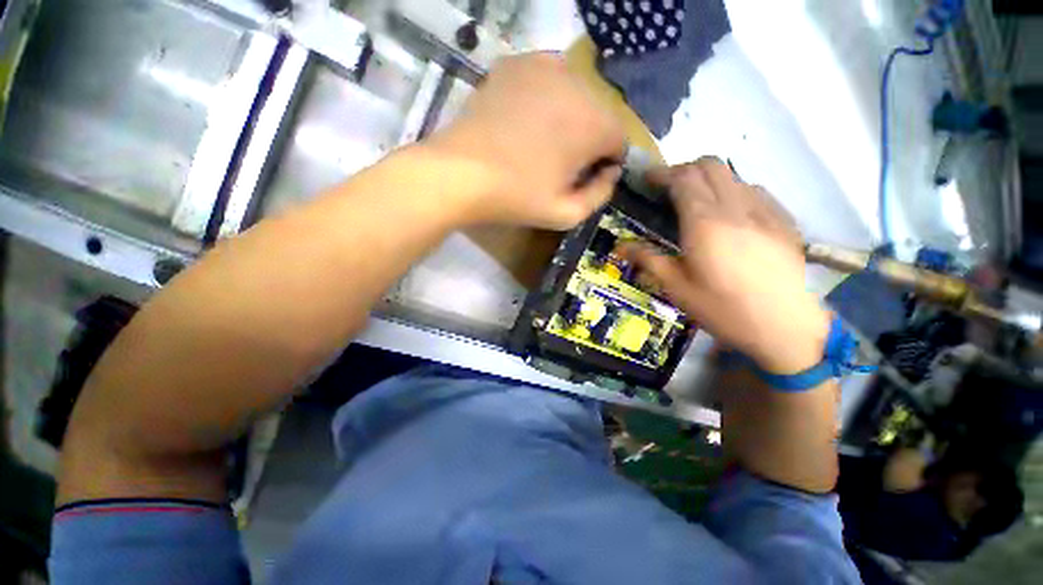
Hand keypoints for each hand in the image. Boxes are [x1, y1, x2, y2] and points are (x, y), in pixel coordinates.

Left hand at [426, 53, 625, 229]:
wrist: (460, 173)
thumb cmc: (516, 197)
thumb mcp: (566, 214)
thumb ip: (600, 195)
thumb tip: (611, 173)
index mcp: (593, 124)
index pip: (619, 139)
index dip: (605, 163)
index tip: (583, 177)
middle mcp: (577, 85)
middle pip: (599, 114)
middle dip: (588, 139)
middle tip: (561, 163)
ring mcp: (544, 67)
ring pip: (575, 94)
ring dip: (568, 117)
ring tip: (542, 141)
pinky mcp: (515, 64)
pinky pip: (547, 77)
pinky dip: (546, 96)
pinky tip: (527, 118)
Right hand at [623, 158, 829, 373]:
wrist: (785, 327)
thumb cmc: (722, 309)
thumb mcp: (676, 287)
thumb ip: (647, 259)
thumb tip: (620, 246)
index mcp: (705, 223)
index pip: (683, 178)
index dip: (662, 173)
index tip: (647, 179)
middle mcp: (736, 207)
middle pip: (710, 165)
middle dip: (684, 169)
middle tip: (668, 189)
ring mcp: (765, 211)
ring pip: (733, 176)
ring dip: (709, 180)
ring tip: (696, 202)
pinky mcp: (783, 220)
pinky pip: (754, 190)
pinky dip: (733, 191)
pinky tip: (729, 215)